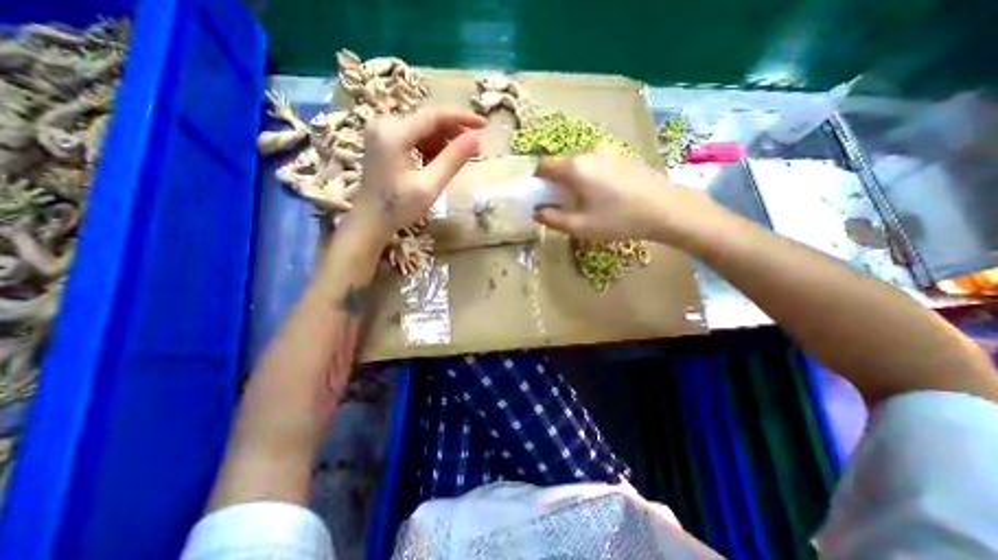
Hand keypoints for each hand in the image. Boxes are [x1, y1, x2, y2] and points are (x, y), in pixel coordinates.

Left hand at [349, 107, 487, 239]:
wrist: (370, 221)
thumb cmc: (398, 208)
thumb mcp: (429, 186)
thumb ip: (452, 160)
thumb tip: (476, 138)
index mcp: (394, 133)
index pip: (434, 115)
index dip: (462, 118)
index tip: (484, 125)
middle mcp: (385, 124)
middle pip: (428, 121)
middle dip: (454, 133)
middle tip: (475, 151)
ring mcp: (382, 131)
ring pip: (423, 129)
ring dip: (443, 142)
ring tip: (457, 161)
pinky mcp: (383, 140)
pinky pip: (414, 137)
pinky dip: (429, 148)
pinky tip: (437, 164)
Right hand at [530, 147, 718, 242]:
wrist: (666, 209)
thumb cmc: (618, 219)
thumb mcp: (580, 226)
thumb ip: (552, 218)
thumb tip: (537, 212)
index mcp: (575, 167)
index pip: (544, 165)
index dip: (537, 181)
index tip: (542, 197)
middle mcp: (590, 152)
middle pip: (562, 164)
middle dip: (556, 182)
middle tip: (564, 204)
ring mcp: (608, 152)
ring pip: (580, 164)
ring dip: (574, 180)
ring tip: (586, 201)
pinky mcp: (622, 156)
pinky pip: (596, 164)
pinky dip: (590, 176)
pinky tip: (605, 195)